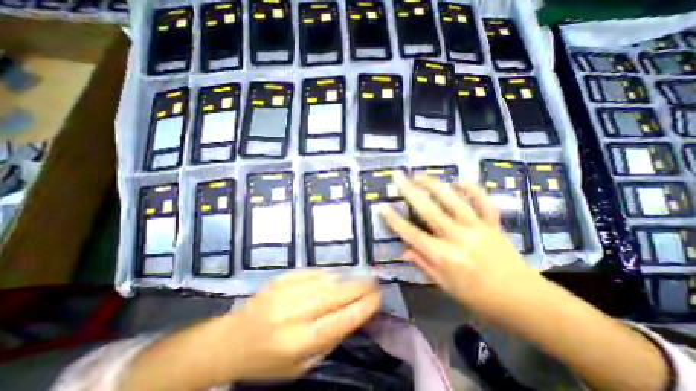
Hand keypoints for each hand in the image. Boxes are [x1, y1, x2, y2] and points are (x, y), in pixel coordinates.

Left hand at [221, 270, 379, 379]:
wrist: (233, 339)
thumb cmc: (268, 360)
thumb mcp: (300, 366)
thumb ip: (327, 340)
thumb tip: (352, 314)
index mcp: (297, 342)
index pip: (338, 321)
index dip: (361, 308)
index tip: (377, 297)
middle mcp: (293, 313)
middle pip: (334, 296)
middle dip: (358, 287)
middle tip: (374, 281)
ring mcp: (286, 291)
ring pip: (325, 281)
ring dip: (346, 279)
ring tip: (361, 277)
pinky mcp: (282, 278)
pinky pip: (312, 273)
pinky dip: (328, 274)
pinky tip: (337, 275)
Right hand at [379, 175, 539, 318]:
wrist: (526, 302)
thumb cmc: (480, 299)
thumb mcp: (446, 287)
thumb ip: (424, 264)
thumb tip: (404, 250)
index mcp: (444, 257)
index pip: (412, 234)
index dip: (394, 220)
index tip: (381, 206)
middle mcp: (458, 238)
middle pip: (429, 210)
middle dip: (409, 191)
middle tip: (397, 176)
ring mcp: (477, 228)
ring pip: (453, 200)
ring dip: (434, 185)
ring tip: (419, 175)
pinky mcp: (494, 224)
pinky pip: (483, 202)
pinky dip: (472, 189)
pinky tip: (459, 181)